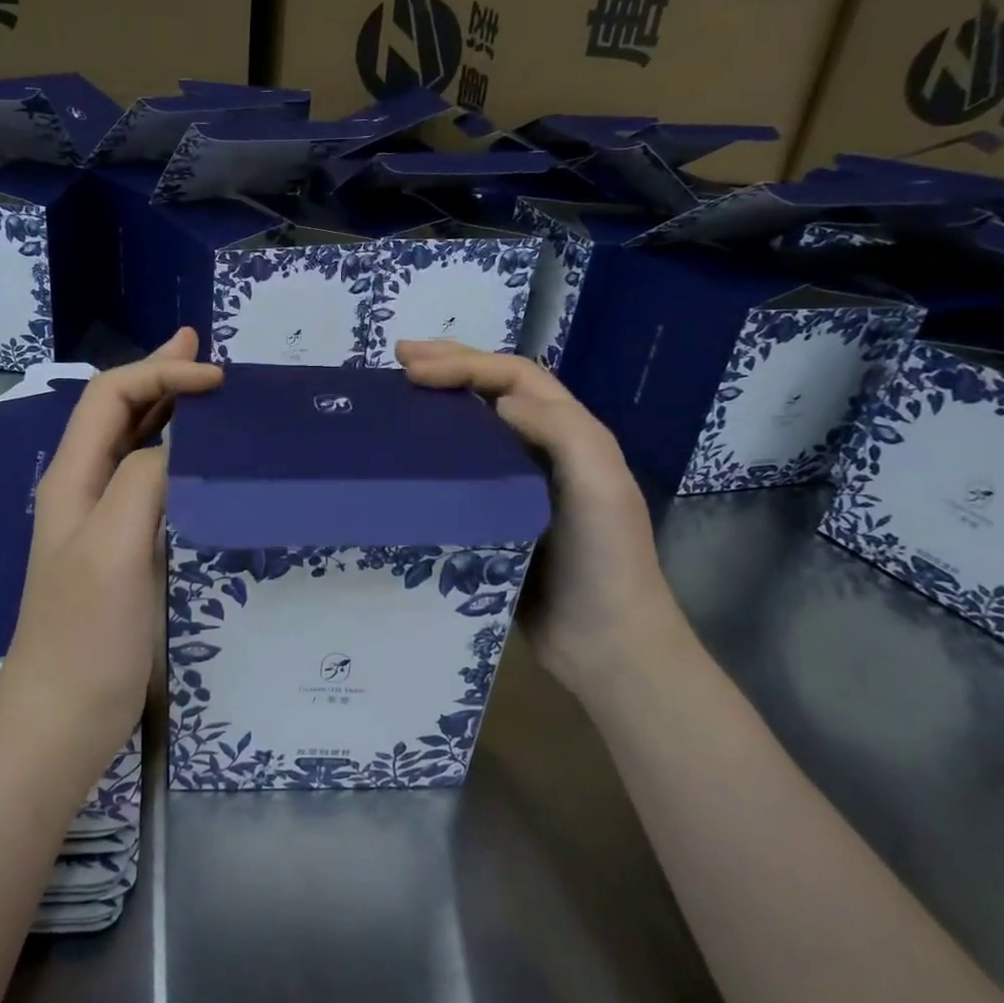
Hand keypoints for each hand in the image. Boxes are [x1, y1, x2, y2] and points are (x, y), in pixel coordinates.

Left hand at [0, 329, 222, 772]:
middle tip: (203, 351)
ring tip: (206, 391)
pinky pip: (151, 487)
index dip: (159, 372)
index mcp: (73, 480)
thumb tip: (181, 444)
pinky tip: (201, 463)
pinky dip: (178, 458)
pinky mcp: (123, 554)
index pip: (110, 397)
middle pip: (118, 413)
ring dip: (168, 412)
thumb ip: (144, 481)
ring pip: (135, 447)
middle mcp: (84, 491)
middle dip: (159, 376)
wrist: (62, 722)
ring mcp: (102, 524)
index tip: (216, 378)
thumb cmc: (86, 636)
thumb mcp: (115, 548)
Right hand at [396, 340, 688, 691]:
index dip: (465, 364)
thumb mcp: (600, 485)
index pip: (514, 377)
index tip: (413, 368)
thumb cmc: (606, 560)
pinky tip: (406, 460)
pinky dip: (434, 457)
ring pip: (473, 430)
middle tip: (398, 358)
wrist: (605, 644)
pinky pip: (460, 476)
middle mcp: (542, 450)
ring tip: (397, 396)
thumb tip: (500, 401)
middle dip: (449, 367)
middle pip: (493, 392)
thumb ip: (560, 431)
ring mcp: (516, 486)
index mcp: (569, 433)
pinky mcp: (494, 520)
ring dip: (439, 405)